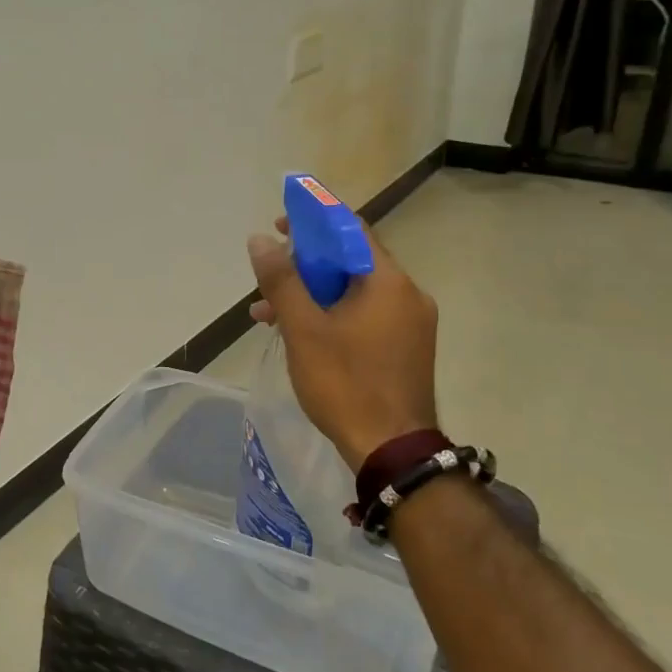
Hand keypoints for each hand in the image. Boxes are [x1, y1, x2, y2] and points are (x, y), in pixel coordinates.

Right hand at [246, 216, 438, 470]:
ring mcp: (410, 325)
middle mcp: (407, 295)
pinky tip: (298, 335)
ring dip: (311, 295)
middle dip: (305, 264)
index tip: (281, 224)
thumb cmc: (345, 383)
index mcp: (388, 282)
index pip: (351, 229)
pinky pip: (364, 316)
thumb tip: (261, 240)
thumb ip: (281, 280)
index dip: (314, 220)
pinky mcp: (404, 349)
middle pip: (351, 261)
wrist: (392, 450)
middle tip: (269, 274)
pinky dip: (331, 315)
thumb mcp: (304, 328)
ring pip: (353, 292)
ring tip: (266, 314)